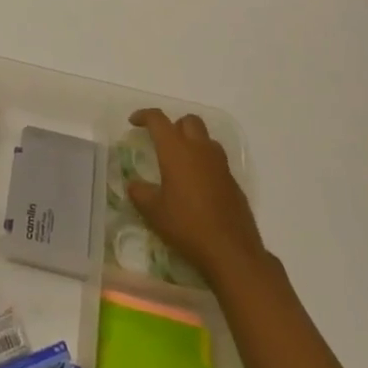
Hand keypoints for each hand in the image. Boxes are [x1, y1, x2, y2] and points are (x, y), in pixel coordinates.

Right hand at [127, 108, 268, 282]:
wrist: (231, 252)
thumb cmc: (187, 225)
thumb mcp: (153, 211)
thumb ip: (139, 193)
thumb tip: (133, 184)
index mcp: (176, 150)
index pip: (158, 119)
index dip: (144, 116)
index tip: (133, 123)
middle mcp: (200, 150)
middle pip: (188, 121)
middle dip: (173, 125)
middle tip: (161, 142)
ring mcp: (220, 165)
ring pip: (206, 138)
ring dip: (192, 141)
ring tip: (181, 162)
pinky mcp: (234, 182)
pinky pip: (217, 161)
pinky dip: (205, 163)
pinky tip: (198, 186)